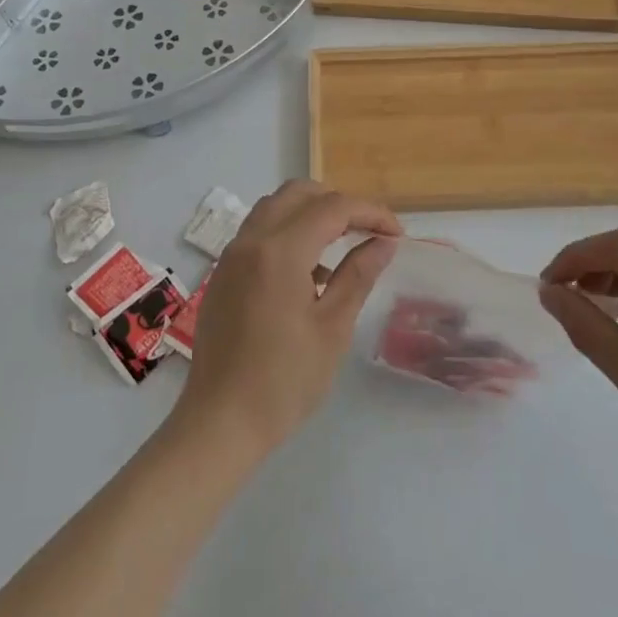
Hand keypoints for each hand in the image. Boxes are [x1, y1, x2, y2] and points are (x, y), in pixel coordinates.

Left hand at [177, 180, 399, 456]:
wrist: (220, 423)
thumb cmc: (284, 381)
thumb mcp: (332, 328)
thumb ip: (358, 275)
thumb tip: (383, 242)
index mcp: (279, 251)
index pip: (332, 208)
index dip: (370, 213)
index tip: (397, 234)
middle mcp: (250, 241)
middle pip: (299, 193)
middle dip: (339, 203)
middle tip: (369, 231)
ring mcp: (231, 256)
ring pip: (274, 208)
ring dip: (311, 214)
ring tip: (341, 247)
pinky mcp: (223, 274)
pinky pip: (258, 233)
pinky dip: (287, 233)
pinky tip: (307, 274)